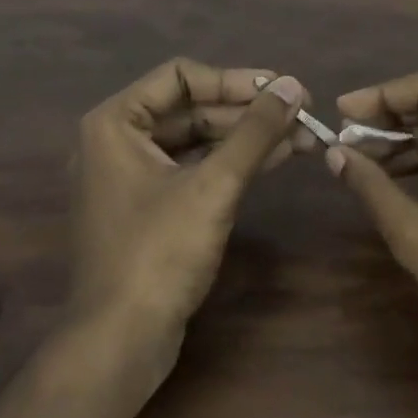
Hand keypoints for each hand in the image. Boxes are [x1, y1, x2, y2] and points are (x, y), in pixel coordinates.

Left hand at [70, 59, 308, 345]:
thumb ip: (254, 132)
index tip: (283, 89)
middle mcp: (117, 141)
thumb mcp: (213, 187)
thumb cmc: (160, 254)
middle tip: (302, 113)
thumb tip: (292, 85)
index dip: (236, 80)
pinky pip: (192, 169)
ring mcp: (131, 176)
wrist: (121, 340)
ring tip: (302, 135)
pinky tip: (274, 158)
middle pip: (190, 108)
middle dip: (247, 111)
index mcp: (115, 123)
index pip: (181, 76)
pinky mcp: (149, 207)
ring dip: (246, 138)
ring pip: (195, 140)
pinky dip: (230, 164)